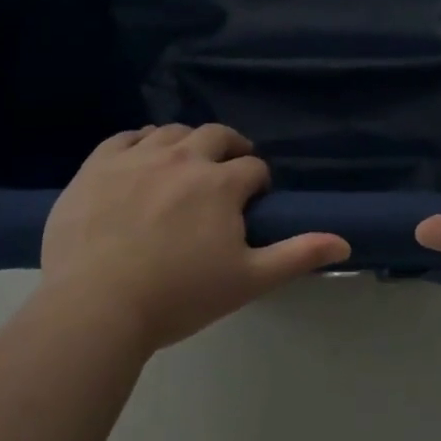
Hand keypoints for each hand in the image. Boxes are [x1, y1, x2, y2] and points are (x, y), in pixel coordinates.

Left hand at [40, 124, 349, 353]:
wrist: (95, 307)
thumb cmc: (178, 297)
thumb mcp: (247, 280)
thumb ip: (297, 255)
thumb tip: (345, 240)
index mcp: (221, 183)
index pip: (253, 168)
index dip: (258, 182)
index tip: (252, 201)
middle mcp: (183, 157)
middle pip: (216, 136)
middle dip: (230, 149)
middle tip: (226, 173)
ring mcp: (137, 157)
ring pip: (172, 132)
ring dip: (188, 144)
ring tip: (185, 166)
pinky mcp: (98, 165)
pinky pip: (126, 137)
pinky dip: (142, 143)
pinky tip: (142, 160)